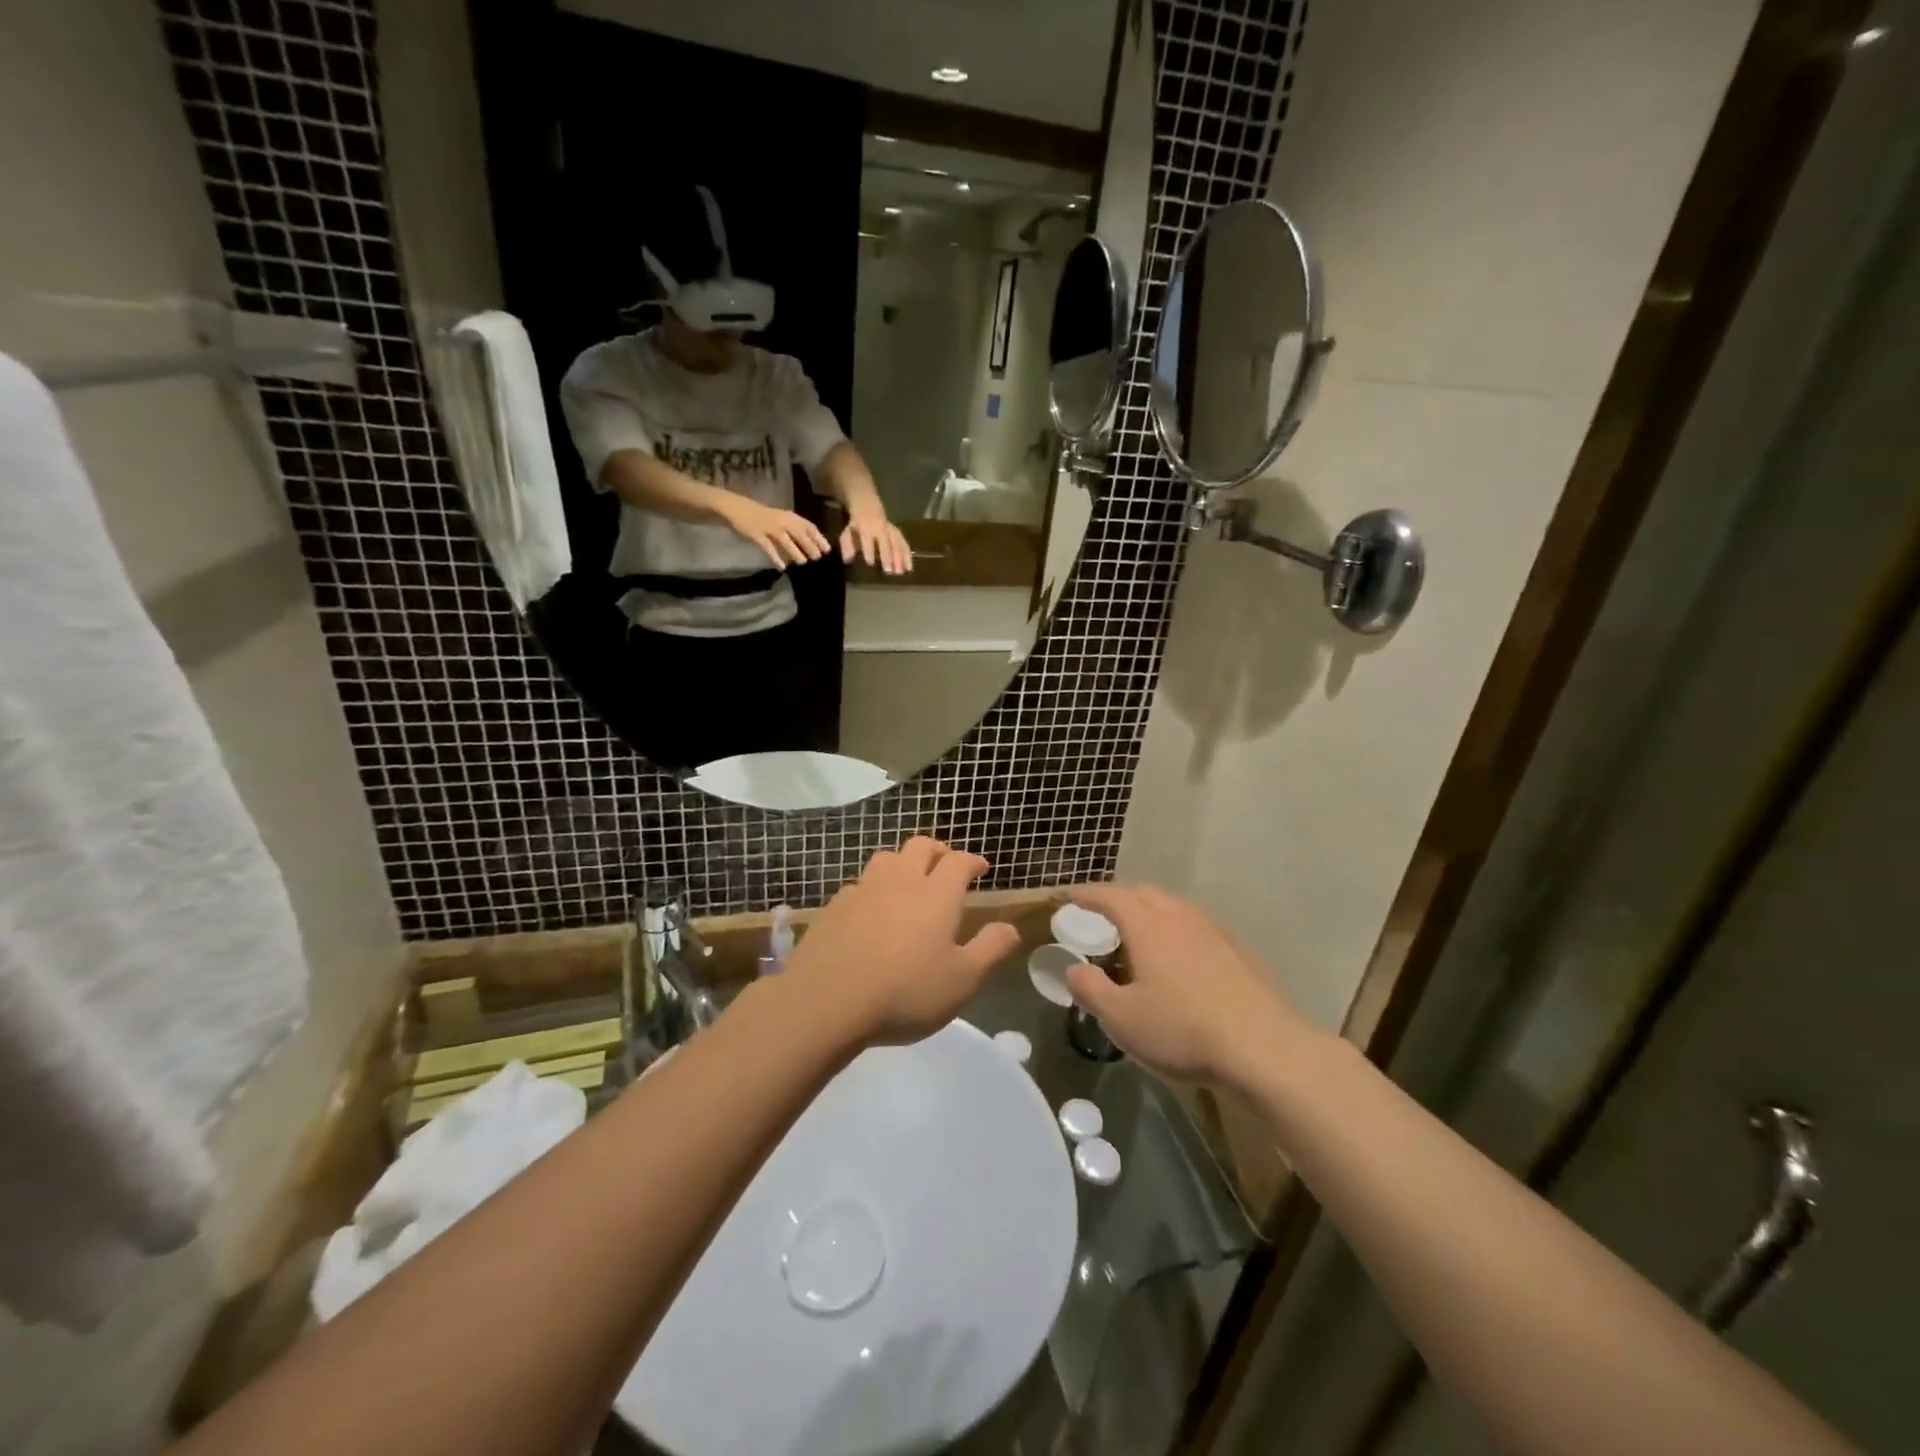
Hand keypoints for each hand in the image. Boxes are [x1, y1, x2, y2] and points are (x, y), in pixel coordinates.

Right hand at [721, 497, 831, 568]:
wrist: (738, 508)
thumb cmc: (763, 516)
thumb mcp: (782, 519)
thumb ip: (794, 530)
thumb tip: (810, 546)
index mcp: (789, 516)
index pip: (808, 526)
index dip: (819, 538)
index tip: (828, 549)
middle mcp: (781, 521)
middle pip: (799, 534)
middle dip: (810, 545)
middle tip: (818, 557)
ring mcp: (769, 528)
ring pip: (785, 540)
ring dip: (795, 551)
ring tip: (802, 562)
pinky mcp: (757, 535)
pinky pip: (768, 548)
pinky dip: (776, 557)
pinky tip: (782, 567)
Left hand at [787, 837, 1020, 1046]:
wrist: (828, 1000)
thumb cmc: (906, 991)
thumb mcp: (963, 980)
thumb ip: (991, 949)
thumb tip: (1011, 928)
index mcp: (937, 893)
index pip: (959, 861)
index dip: (972, 861)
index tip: (980, 868)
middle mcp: (901, 880)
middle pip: (920, 846)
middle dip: (937, 851)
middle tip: (945, 865)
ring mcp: (864, 890)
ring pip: (886, 859)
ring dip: (902, 863)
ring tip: (907, 882)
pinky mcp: (834, 906)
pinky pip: (858, 886)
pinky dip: (872, 890)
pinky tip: (870, 911)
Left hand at [839, 510, 912, 575]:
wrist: (867, 504)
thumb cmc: (856, 522)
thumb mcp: (848, 531)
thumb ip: (847, 545)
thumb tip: (848, 559)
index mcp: (865, 526)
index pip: (867, 538)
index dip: (869, 549)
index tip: (870, 562)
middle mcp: (880, 527)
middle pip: (886, 542)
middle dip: (888, 556)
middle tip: (890, 571)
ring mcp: (890, 529)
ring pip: (897, 542)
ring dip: (901, 558)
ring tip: (904, 571)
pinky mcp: (896, 533)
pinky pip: (903, 543)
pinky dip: (907, 555)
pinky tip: (909, 567)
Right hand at [1063, 884, 1313, 1087]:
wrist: (1265, 1048)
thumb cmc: (1183, 1030)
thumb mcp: (1122, 1019)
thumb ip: (1091, 990)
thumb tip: (1073, 969)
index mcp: (1148, 926)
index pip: (1112, 896)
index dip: (1089, 894)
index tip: (1072, 896)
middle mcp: (1181, 918)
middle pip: (1146, 894)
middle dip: (1122, 899)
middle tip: (1106, 915)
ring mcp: (1216, 933)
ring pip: (1178, 909)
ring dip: (1155, 914)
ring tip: (1144, 936)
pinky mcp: (1243, 953)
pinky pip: (1202, 931)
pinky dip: (1183, 935)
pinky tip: (1187, 963)